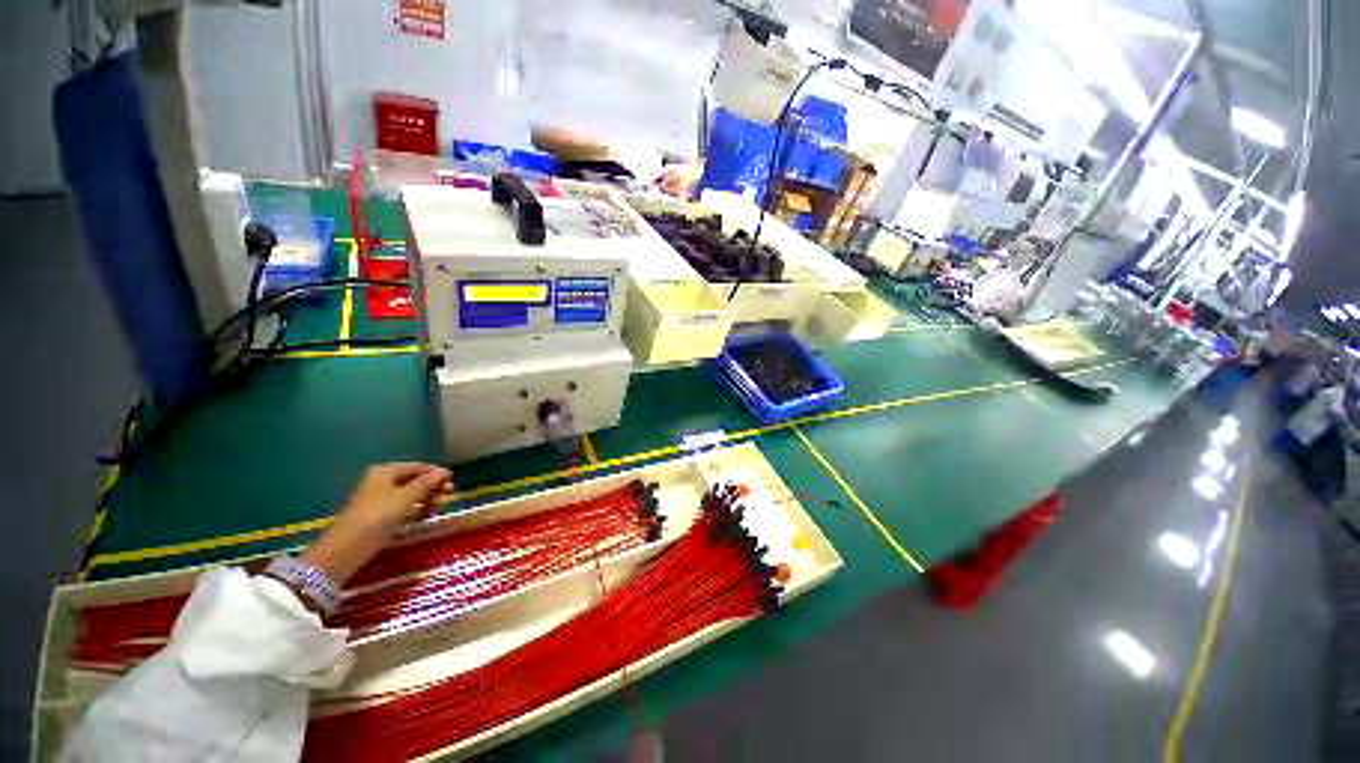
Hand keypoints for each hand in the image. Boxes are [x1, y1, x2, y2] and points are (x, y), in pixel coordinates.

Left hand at [301, 463, 452, 584]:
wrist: (346, 548)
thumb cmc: (377, 517)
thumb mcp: (405, 498)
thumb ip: (426, 483)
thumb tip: (443, 471)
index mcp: (386, 472)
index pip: (418, 467)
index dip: (436, 473)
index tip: (453, 480)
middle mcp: (382, 481)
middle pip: (414, 480)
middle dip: (432, 486)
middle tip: (450, 494)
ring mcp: (379, 498)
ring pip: (409, 494)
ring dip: (426, 498)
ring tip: (439, 507)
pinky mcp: (378, 514)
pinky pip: (402, 506)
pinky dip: (415, 509)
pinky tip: (425, 515)